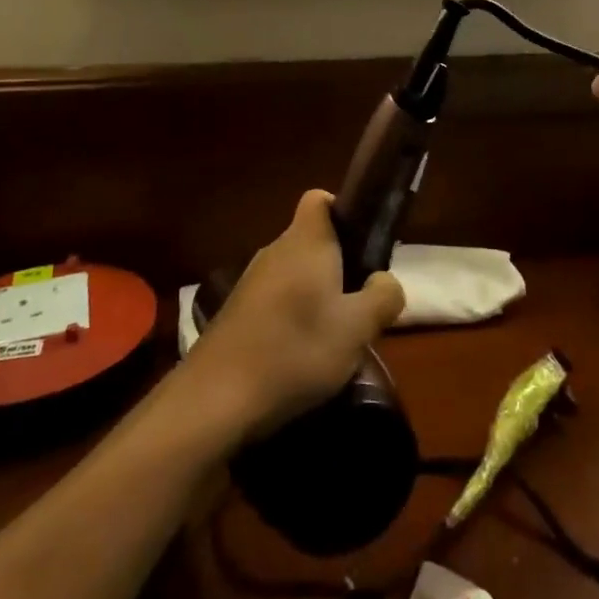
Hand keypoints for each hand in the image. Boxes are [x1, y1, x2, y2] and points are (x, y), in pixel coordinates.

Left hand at [185, 190, 405, 437]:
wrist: (214, 400)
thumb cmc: (296, 350)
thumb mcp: (358, 328)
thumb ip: (383, 296)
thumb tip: (384, 281)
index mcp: (306, 241)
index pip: (320, 199)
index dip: (344, 212)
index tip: (364, 245)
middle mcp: (275, 251)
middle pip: (313, 242)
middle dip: (339, 266)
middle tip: (361, 304)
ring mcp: (250, 283)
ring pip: (295, 275)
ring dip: (317, 297)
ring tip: (335, 338)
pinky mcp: (235, 314)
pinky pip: (275, 302)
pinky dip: (292, 319)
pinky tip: (300, 357)